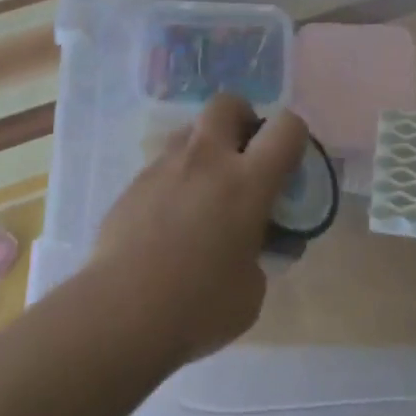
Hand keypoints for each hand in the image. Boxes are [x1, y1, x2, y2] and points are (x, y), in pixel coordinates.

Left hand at [90, 92, 308, 365]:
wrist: (120, 311)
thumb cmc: (197, 305)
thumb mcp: (251, 291)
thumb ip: (259, 256)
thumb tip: (252, 248)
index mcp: (247, 181)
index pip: (286, 127)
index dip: (295, 136)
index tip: (290, 162)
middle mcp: (207, 159)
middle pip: (228, 104)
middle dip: (242, 118)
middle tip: (244, 155)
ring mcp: (165, 165)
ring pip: (191, 129)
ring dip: (206, 147)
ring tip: (206, 189)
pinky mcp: (135, 182)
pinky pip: (163, 164)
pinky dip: (176, 178)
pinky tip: (171, 218)